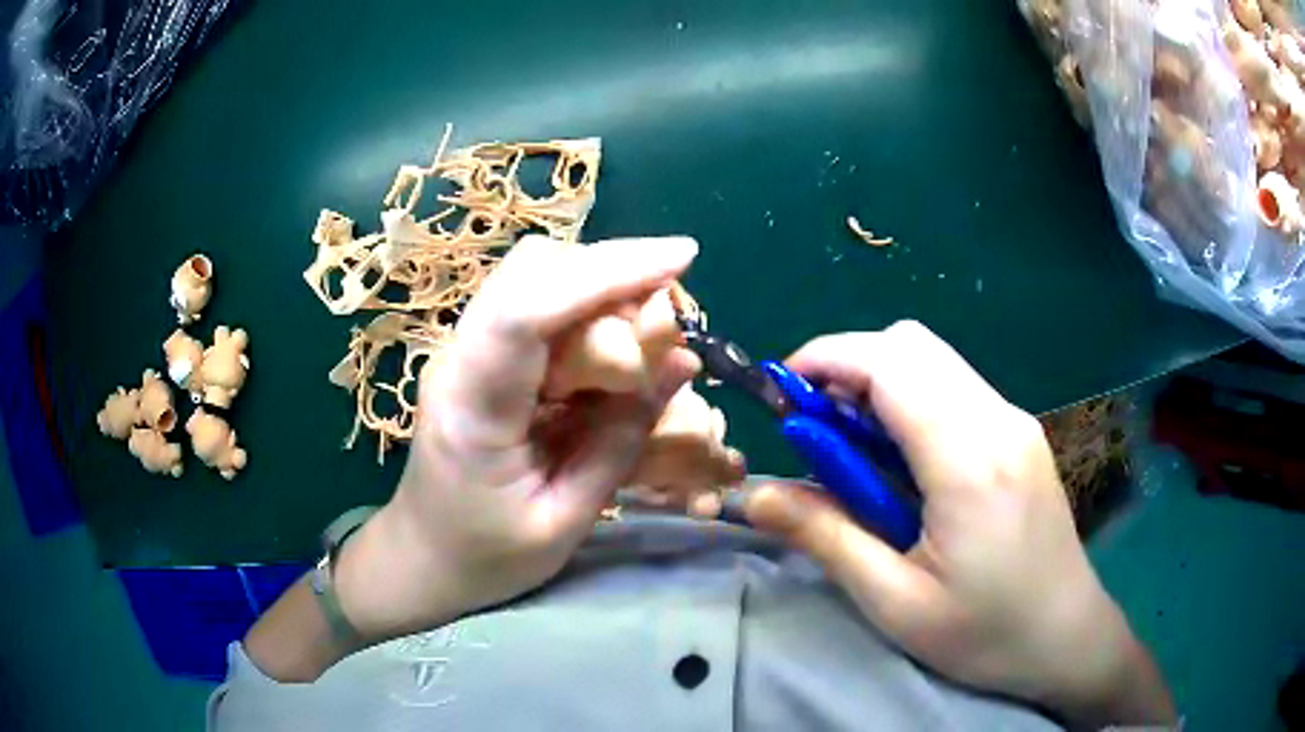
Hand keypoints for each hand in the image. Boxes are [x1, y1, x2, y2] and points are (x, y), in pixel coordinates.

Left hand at [334, 236, 740, 639]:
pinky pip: (538, 305)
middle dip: (613, 270)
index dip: (606, 273)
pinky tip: (618, 340)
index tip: (682, 258)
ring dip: (603, 285)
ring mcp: (465, 351)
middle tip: (673, 307)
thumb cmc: (484, 558)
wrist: (421, 559)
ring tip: (653, 326)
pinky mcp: (480, 356)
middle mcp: (459, 359)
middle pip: (532, 271)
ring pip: (536, 278)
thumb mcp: (562, 522)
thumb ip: (619, 443)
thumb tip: (680, 364)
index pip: (527, 310)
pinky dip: (588, 307)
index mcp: (470, 407)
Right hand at [744, 322, 1173, 727]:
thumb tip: (756, 494)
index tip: (781, 393)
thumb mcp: (895, 601)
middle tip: (815, 428)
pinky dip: (911, 400)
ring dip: (880, 383)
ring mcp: (1015, 421)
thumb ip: (826, 536)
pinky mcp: (1020, 433)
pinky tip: (902, 461)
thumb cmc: (984, 633)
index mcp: (969, 460)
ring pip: (934, 361)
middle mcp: (998, 420)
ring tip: (853, 449)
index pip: (891, 364)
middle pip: (912, 345)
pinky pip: (955, 387)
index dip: (827, 359)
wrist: (1066, 636)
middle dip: (849, 366)